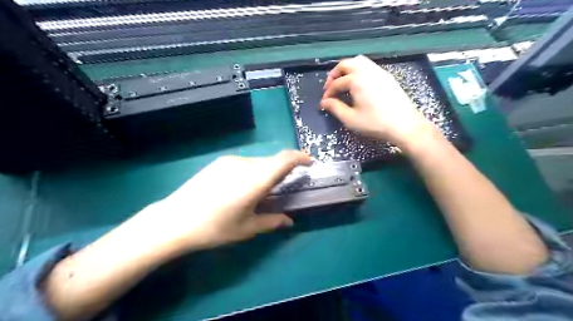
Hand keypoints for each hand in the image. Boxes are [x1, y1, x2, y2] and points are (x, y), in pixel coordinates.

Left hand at [135, 149, 310, 254]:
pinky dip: (251, 172)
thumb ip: (272, 222)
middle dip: (282, 172)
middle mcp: (245, 164)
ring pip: (258, 163)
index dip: (300, 157)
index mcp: (256, 179)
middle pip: (272, 161)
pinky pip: (244, 164)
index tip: (309, 163)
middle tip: (280, 189)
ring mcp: (230, 161)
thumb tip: (289, 221)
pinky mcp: (219, 162)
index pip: (285, 159)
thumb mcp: (247, 228)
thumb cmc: (215, 227)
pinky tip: (239, 189)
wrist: (174, 220)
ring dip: (265, 173)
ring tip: (257, 193)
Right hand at [321, 55, 436, 148]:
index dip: (328, 93)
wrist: (405, 125)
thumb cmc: (375, 123)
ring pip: (359, 62)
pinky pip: (369, 66)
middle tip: (330, 87)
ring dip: (347, 70)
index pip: (337, 83)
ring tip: (343, 83)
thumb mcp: (351, 119)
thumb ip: (335, 108)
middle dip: (334, 75)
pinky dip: (359, 71)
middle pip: (346, 64)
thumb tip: (324, 102)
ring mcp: (379, 72)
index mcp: (357, 80)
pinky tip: (358, 85)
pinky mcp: (387, 76)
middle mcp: (367, 71)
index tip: (324, 103)